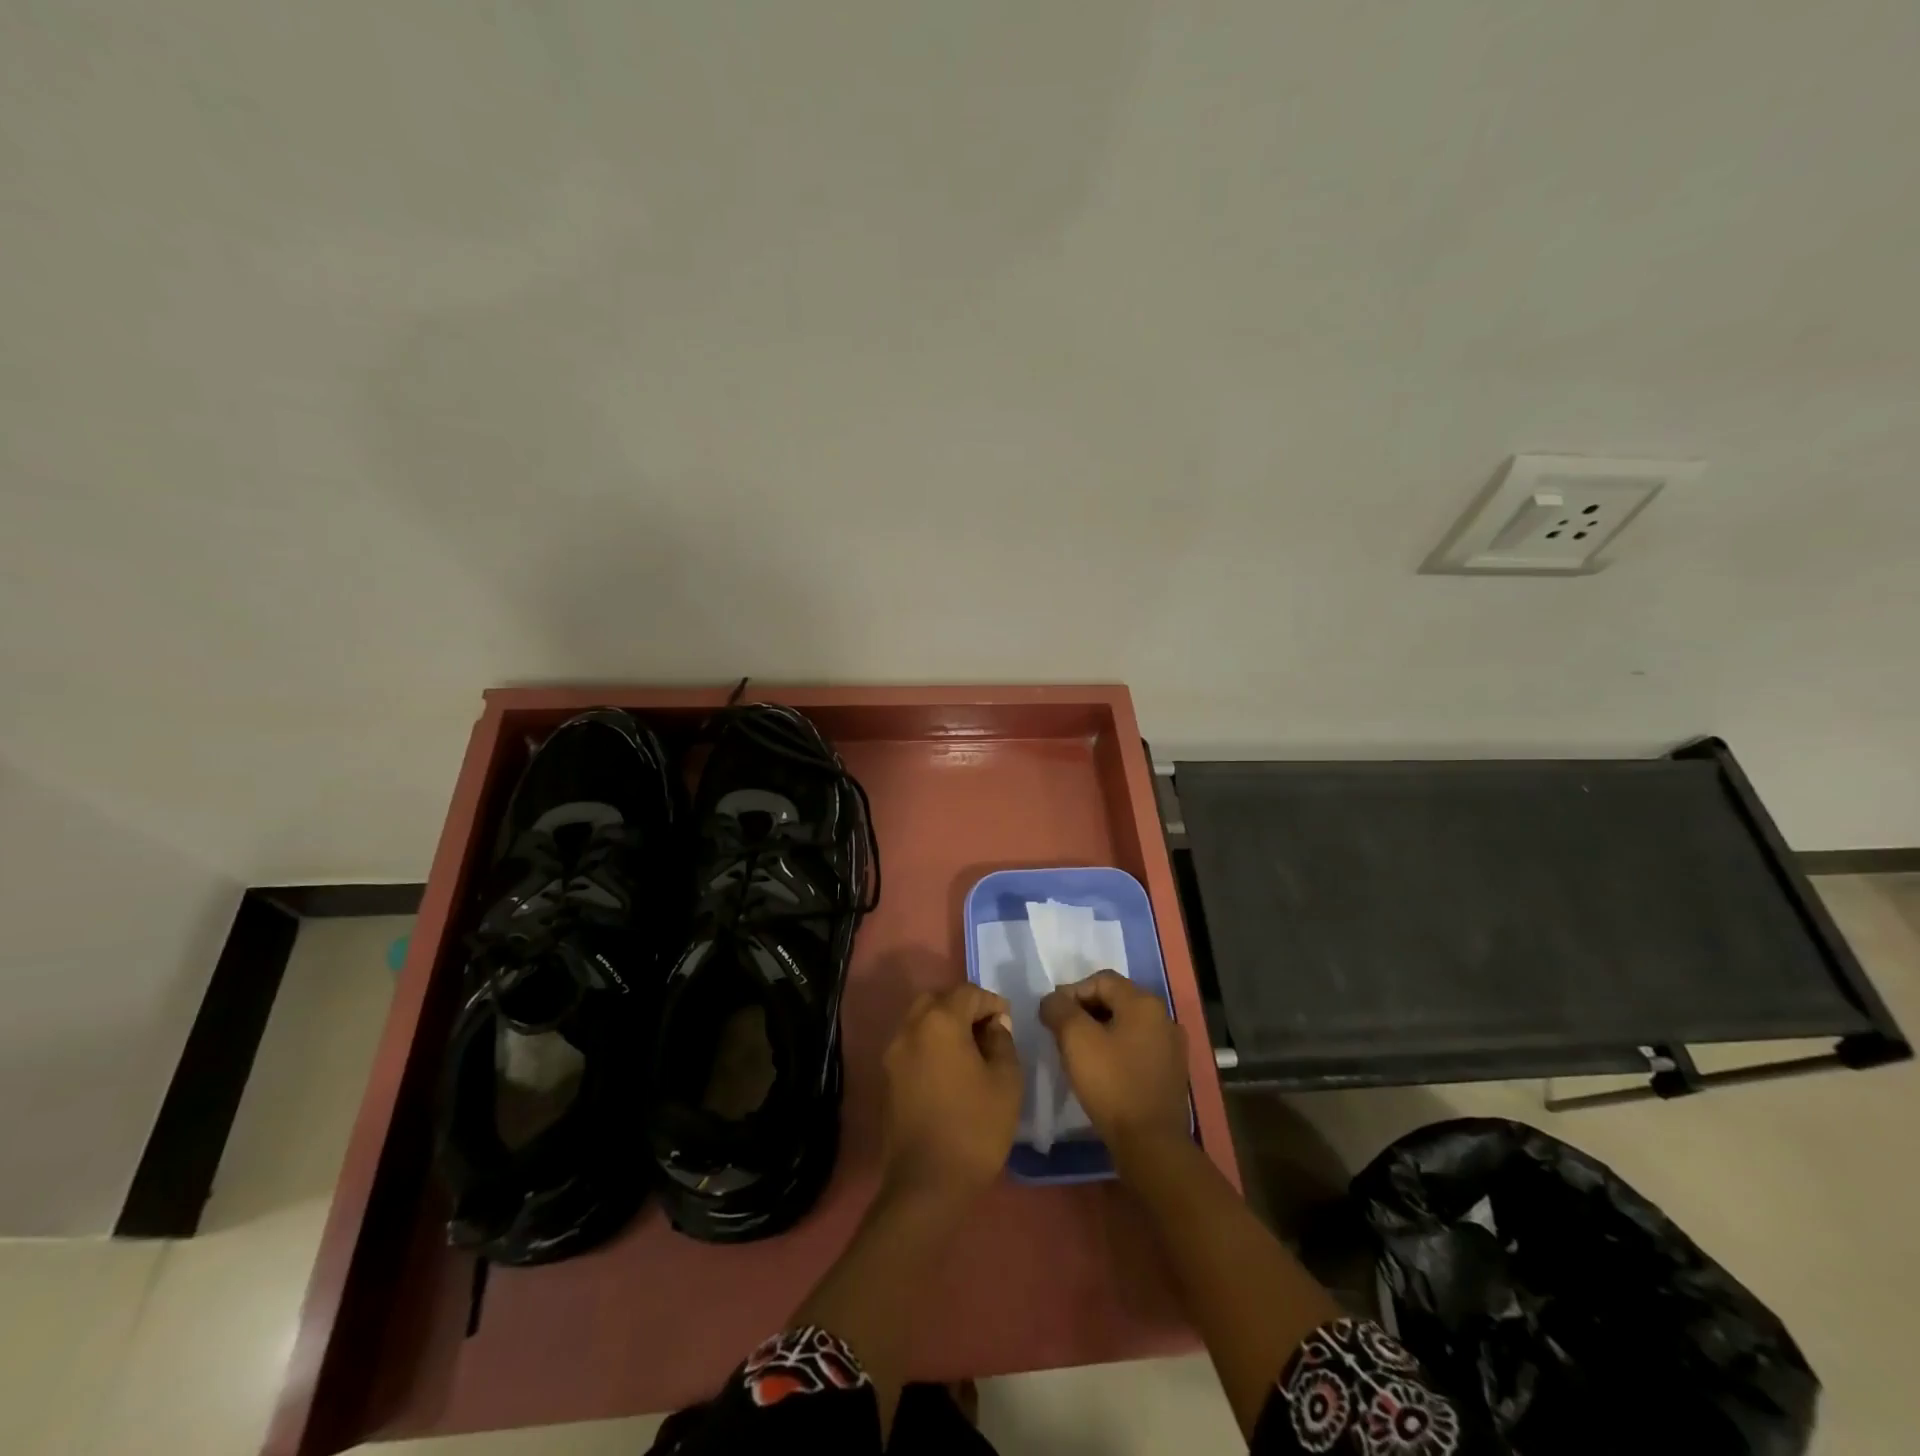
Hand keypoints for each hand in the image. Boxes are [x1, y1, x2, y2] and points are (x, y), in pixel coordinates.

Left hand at [880, 984, 1021, 1203]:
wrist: (927, 1184)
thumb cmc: (974, 1128)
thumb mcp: (1006, 1081)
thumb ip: (1003, 1042)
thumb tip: (994, 1025)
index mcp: (939, 1021)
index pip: (968, 993)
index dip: (991, 1003)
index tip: (1007, 1023)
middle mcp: (910, 1028)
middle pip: (938, 1000)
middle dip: (964, 1007)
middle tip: (987, 1031)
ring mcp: (894, 1053)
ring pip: (920, 1020)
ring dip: (945, 1024)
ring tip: (970, 1051)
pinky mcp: (887, 1077)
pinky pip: (912, 1044)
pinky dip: (930, 1044)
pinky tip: (950, 1070)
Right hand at [1039, 970, 1189, 1155]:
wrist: (1151, 1145)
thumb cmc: (1111, 1084)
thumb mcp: (1075, 1039)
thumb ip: (1059, 1009)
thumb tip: (1053, 1000)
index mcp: (1144, 1002)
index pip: (1100, 980)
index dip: (1071, 992)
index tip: (1051, 1016)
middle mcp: (1163, 1016)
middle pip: (1115, 999)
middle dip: (1084, 1011)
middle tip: (1061, 1033)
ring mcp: (1172, 1046)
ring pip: (1126, 1024)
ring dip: (1099, 1031)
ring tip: (1078, 1052)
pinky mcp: (1172, 1072)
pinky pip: (1137, 1047)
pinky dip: (1116, 1050)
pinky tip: (1102, 1070)